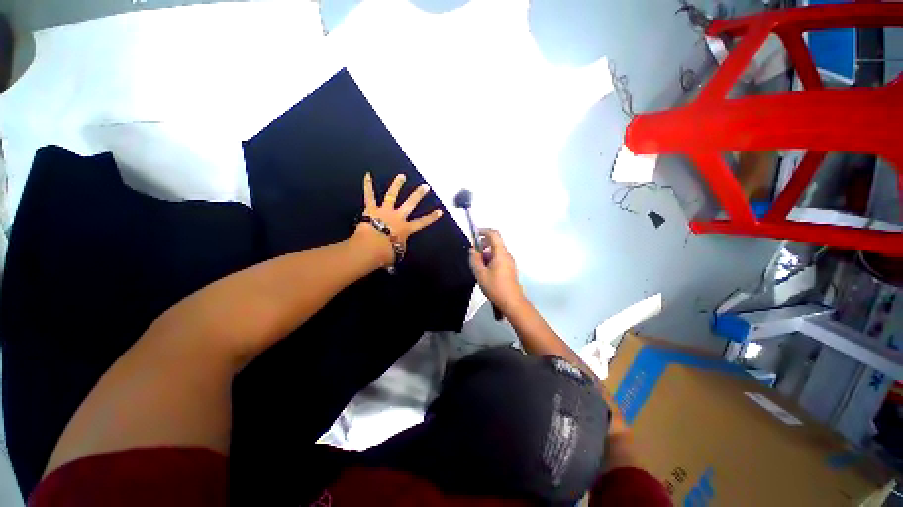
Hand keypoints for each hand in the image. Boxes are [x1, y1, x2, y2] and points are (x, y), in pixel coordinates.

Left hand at [355, 173, 443, 265]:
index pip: (422, 222)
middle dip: (418, 195)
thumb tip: (398, 248)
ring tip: (402, 176)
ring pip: (392, 195)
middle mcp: (398, 216)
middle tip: (425, 186)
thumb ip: (399, 248)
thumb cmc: (386, 253)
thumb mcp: (397, 253)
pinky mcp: (371, 209)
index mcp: (406, 228)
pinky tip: (367, 175)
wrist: (371, 247)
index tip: (440, 211)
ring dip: (397, 185)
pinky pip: (369, 196)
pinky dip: (368, 185)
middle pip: (410, 203)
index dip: (431, 217)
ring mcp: (385, 211)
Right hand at [469, 229, 524, 312]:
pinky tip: (485, 272)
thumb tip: (472, 250)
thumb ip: (475, 260)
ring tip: (478, 266)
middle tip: (474, 254)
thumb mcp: (480, 274)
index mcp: (501, 253)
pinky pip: (499, 258)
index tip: (474, 234)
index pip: (494, 234)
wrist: (512, 302)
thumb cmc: (496, 287)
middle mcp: (507, 255)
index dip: (484, 231)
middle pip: (495, 242)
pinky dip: (490, 260)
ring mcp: (509, 262)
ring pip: (496, 251)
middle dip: (483, 244)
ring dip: (486, 254)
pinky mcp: (509, 269)